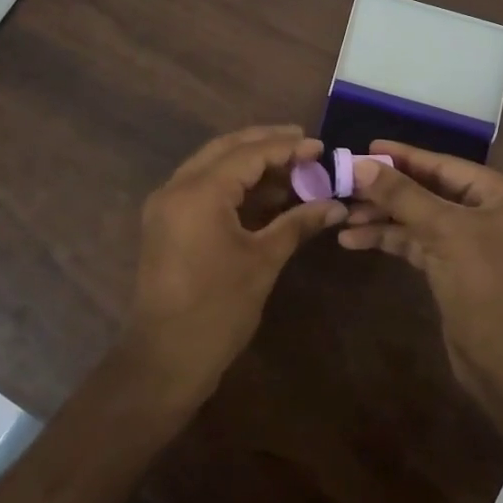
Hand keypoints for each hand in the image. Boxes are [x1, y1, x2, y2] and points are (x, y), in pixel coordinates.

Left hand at [127, 126, 346, 405]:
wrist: (166, 358)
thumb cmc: (218, 309)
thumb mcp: (263, 261)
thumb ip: (297, 223)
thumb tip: (336, 205)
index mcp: (199, 192)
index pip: (248, 153)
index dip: (287, 147)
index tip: (320, 146)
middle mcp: (176, 187)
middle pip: (225, 149)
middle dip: (266, 143)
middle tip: (304, 144)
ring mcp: (166, 205)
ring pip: (212, 166)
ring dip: (250, 164)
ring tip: (292, 169)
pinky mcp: (166, 223)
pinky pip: (203, 188)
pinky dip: (233, 185)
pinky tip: (266, 194)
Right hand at [340, 142, 502, 408]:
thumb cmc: (487, 287)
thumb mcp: (443, 232)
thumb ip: (402, 195)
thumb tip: (361, 164)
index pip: (446, 165)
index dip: (404, 156)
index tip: (366, 147)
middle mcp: (496, 212)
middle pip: (432, 191)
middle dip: (388, 191)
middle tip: (345, 183)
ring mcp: (478, 242)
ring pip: (423, 219)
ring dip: (384, 218)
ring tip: (342, 215)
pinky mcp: (460, 269)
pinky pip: (422, 243)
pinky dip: (393, 240)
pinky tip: (355, 240)